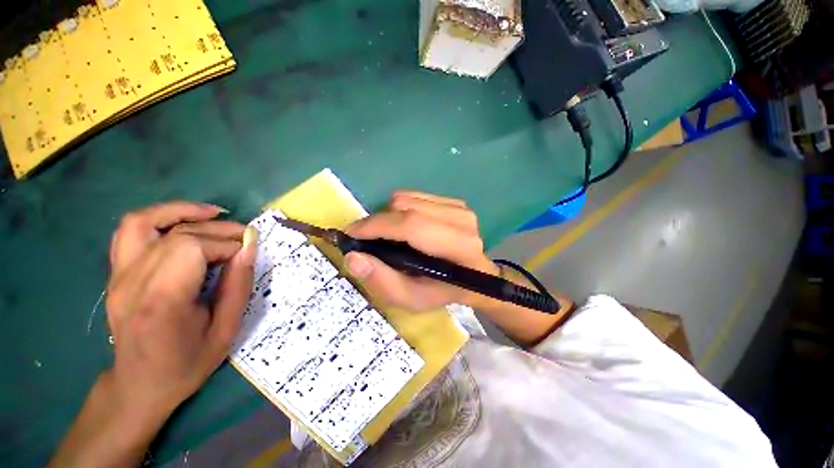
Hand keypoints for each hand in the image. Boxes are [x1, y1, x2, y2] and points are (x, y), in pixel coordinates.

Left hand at [51, 202, 256, 467]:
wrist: (138, 385)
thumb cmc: (186, 363)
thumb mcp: (225, 330)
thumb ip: (238, 285)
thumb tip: (249, 248)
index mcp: (161, 301)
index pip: (192, 249)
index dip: (226, 245)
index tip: (247, 253)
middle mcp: (132, 282)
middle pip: (177, 235)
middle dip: (217, 231)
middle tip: (243, 237)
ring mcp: (118, 275)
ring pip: (144, 222)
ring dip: (182, 211)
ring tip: (213, 214)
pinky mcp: (116, 273)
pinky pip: (130, 231)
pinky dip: (159, 218)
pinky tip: (183, 222)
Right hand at [344, 191, 497, 310]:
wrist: (474, 276)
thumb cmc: (443, 291)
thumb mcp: (412, 298)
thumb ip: (382, 281)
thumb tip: (353, 257)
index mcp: (458, 247)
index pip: (411, 225)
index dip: (376, 226)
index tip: (351, 234)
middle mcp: (461, 220)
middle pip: (405, 206)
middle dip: (378, 221)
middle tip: (369, 240)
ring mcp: (459, 207)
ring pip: (407, 197)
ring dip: (389, 215)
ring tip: (389, 236)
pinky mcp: (454, 201)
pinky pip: (415, 196)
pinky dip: (401, 209)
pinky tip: (405, 227)